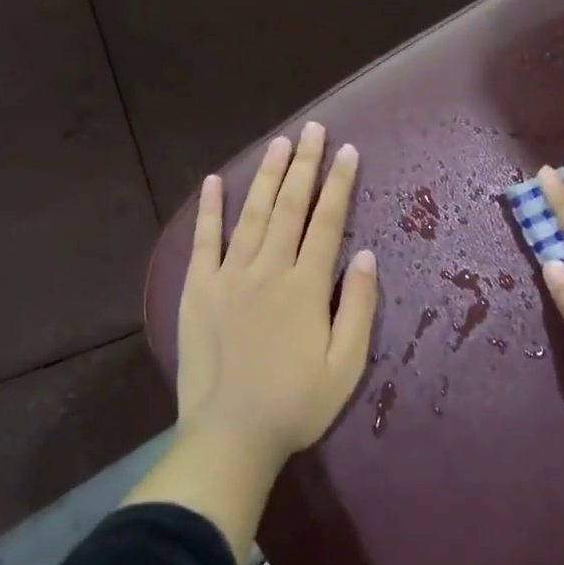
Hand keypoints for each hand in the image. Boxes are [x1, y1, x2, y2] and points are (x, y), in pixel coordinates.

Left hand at [176, 122, 379, 466]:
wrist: (231, 435)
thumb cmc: (297, 404)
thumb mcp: (347, 365)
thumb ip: (358, 306)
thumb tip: (365, 255)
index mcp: (306, 286)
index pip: (327, 221)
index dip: (340, 183)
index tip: (348, 151)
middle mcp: (268, 269)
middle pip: (291, 206)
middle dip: (305, 165)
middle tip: (314, 130)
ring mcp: (229, 276)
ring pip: (253, 213)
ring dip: (268, 176)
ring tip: (281, 143)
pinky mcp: (198, 289)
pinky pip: (204, 240)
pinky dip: (210, 209)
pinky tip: (216, 181)